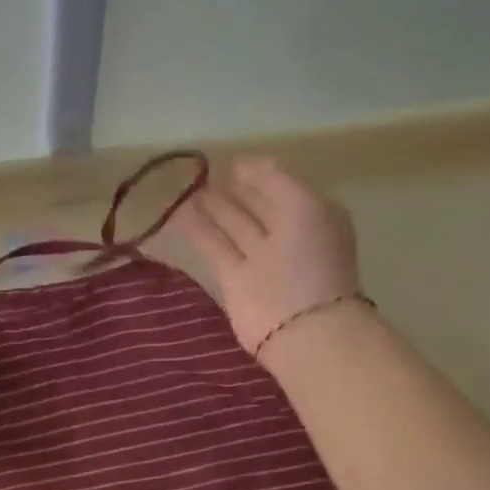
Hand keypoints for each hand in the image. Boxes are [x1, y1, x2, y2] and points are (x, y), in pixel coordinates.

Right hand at [170, 156, 362, 355]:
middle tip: (203, 174)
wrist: (300, 326)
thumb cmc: (310, 258)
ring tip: (185, 190)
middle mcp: (287, 236)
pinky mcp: (234, 280)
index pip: (280, 188)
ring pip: (232, 226)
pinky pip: (214, 247)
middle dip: (232, 190)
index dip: (257, 174)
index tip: (230, 162)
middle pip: (255, 207)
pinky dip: (197, 230)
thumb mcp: (303, 204)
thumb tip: (243, 163)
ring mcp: (259, 260)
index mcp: (312, 216)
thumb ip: (274, 179)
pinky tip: (177, 213)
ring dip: (210, 208)